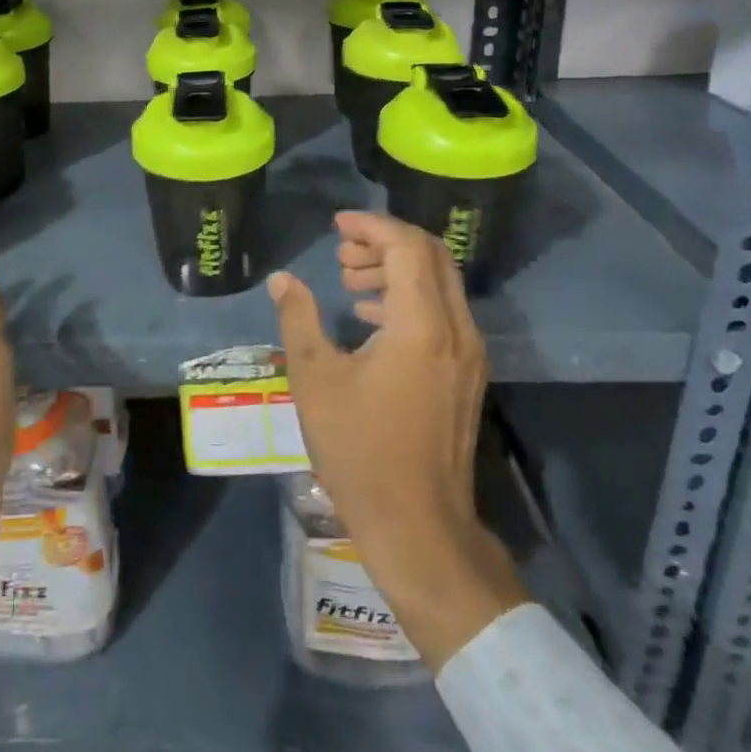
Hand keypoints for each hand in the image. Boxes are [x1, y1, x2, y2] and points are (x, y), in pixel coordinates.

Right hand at [272, 211, 527, 670]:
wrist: (418, 526)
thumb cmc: (359, 449)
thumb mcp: (315, 378)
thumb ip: (298, 318)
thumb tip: (282, 280)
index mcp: (422, 325)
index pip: (408, 247)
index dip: (371, 226)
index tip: (337, 225)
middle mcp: (456, 330)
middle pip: (432, 256)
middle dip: (385, 242)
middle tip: (342, 251)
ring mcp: (468, 355)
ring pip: (440, 283)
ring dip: (397, 269)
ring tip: (350, 281)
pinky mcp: (466, 376)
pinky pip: (443, 312)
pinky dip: (409, 297)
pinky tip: (370, 317)